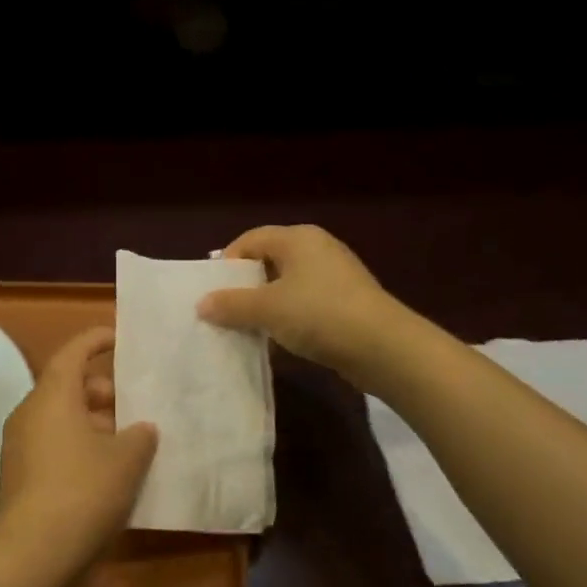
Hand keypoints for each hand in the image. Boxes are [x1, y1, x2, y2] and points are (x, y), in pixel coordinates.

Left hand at [0, 327, 157, 586]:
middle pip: (68, 387)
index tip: (120, 338)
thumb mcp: (126, 459)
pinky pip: (55, 446)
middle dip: (103, 390)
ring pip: (62, 419)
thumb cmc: (83, 492)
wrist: (34, 557)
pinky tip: (111, 471)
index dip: (97, 340)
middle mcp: (30, 414)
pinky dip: (82, 447)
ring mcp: (21, 447)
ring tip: (132, 438)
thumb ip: (140, 435)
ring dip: (95, 423)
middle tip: (136, 401)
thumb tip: (141, 428)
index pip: (73, 352)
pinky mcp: (21, 477)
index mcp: (52, 396)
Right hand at [197, 224, 407, 389]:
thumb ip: (231, 304)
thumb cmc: (319, 315)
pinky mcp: (346, 303)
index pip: (250, 240)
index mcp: (298, 238)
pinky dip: (288, 319)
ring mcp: (335, 276)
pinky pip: (305, 304)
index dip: (227, 263)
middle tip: (225, 312)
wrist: (384, 348)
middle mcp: (317, 249)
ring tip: (247, 330)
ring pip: (287, 285)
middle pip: (268, 261)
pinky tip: (278, 341)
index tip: (212, 292)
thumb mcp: (268, 309)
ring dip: (265, 306)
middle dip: (245, 287)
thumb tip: (202, 304)